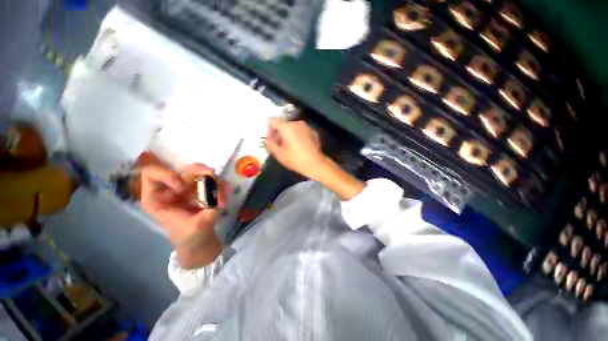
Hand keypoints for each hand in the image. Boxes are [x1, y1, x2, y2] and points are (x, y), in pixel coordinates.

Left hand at [141, 163, 225, 249]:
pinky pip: (214, 182)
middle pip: (184, 169)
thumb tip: (218, 197)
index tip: (181, 188)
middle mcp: (173, 189)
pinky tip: (225, 200)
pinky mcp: (202, 189)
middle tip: (212, 176)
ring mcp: (189, 188)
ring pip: (202, 172)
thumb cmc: (190, 237)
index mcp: (158, 198)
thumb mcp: (196, 227)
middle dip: (200, 170)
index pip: (152, 173)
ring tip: (223, 199)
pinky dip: (222, 188)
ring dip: (216, 183)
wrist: (199, 241)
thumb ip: (207, 211)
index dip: (166, 174)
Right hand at [263, 118, 327, 179]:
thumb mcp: (279, 154)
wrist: (315, 164)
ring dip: (288, 134)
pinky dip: (297, 136)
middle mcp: (297, 123)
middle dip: (278, 133)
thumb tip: (265, 139)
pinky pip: (301, 131)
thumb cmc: (295, 159)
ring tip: (288, 146)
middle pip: (283, 124)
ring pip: (293, 127)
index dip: (268, 128)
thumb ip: (270, 144)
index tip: (269, 138)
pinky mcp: (313, 132)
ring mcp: (306, 127)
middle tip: (277, 144)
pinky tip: (298, 146)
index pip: (273, 120)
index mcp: (287, 127)